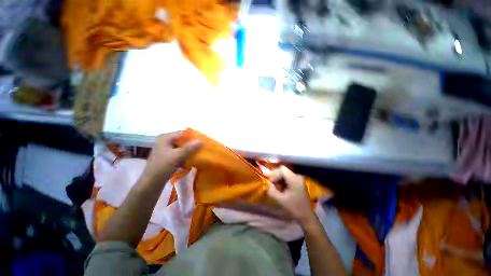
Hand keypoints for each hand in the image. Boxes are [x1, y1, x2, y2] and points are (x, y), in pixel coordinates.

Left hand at [142, 131, 201, 181]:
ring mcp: (166, 150)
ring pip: (182, 148)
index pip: (183, 133)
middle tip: (202, 148)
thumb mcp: (176, 157)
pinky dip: (186, 156)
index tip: (203, 141)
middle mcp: (165, 142)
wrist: (150, 184)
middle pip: (183, 140)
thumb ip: (189, 148)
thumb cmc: (161, 167)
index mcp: (165, 138)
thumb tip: (201, 141)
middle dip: (192, 144)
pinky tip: (192, 160)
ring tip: (199, 154)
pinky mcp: (168, 158)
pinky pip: (180, 154)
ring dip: (190, 151)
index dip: (193, 136)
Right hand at [266, 166, 315, 225]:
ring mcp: (298, 179)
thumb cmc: (294, 208)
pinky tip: (280, 188)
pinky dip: (282, 181)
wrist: (306, 216)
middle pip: (283, 170)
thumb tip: (267, 182)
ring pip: (285, 174)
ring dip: (278, 179)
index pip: (282, 169)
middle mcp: (297, 176)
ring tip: (275, 187)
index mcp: (294, 179)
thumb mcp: (281, 200)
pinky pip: (288, 177)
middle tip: (271, 184)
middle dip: (276, 176)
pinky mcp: (298, 182)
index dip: (274, 173)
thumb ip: (272, 190)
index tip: (270, 182)